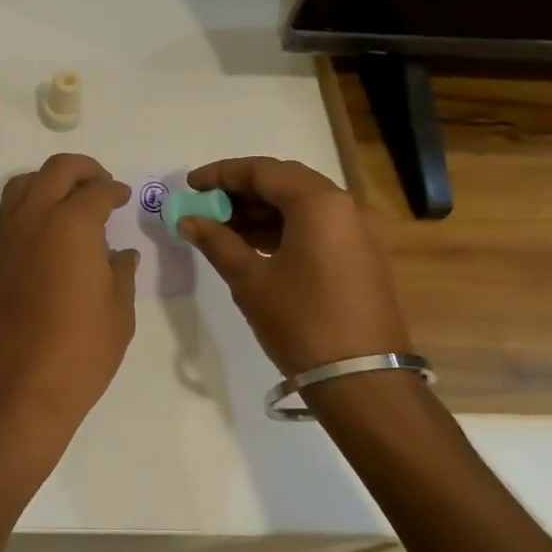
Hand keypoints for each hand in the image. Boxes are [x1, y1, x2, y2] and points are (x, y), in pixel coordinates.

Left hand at [0, 154, 138, 460]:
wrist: (16, 390)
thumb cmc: (79, 353)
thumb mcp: (118, 313)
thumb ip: (121, 274)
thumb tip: (121, 254)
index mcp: (72, 225)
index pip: (96, 191)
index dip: (115, 190)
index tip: (125, 198)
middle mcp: (35, 219)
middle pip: (56, 171)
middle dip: (83, 170)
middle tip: (102, 186)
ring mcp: (7, 238)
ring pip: (24, 185)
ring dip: (50, 182)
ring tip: (72, 202)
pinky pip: (11, 214)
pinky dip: (31, 206)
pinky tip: (50, 233)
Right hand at [179, 157, 410, 377]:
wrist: (362, 380)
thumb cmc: (301, 322)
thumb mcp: (250, 280)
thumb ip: (217, 241)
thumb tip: (188, 220)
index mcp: (320, 203)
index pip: (262, 171)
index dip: (222, 174)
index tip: (190, 185)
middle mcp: (346, 206)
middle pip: (285, 183)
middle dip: (241, 191)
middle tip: (205, 205)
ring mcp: (359, 230)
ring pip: (302, 205)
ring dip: (261, 211)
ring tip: (221, 227)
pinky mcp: (363, 254)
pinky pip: (317, 226)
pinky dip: (284, 228)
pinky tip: (252, 244)